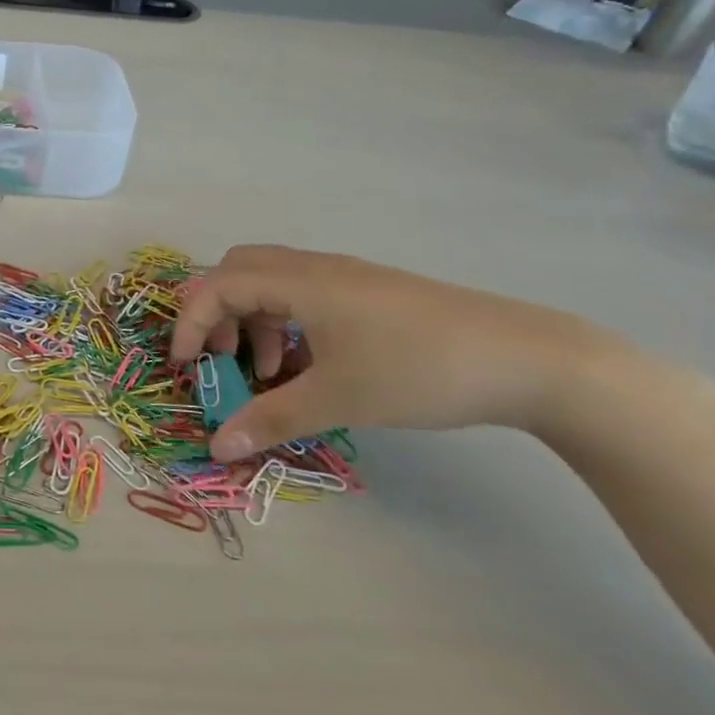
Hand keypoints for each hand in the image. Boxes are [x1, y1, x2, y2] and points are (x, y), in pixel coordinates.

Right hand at [169, 245, 622, 461]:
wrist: (529, 360)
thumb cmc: (419, 371)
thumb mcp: (337, 400)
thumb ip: (270, 419)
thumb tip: (217, 446)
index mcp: (300, 281)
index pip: (217, 285)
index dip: (190, 322)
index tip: (185, 367)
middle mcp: (316, 268)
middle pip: (238, 270)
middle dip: (218, 313)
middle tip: (224, 358)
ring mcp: (346, 277)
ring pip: (273, 283)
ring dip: (254, 321)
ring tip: (270, 374)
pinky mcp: (370, 293)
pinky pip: (305, 295)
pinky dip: (287, 324)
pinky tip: (311, 367)